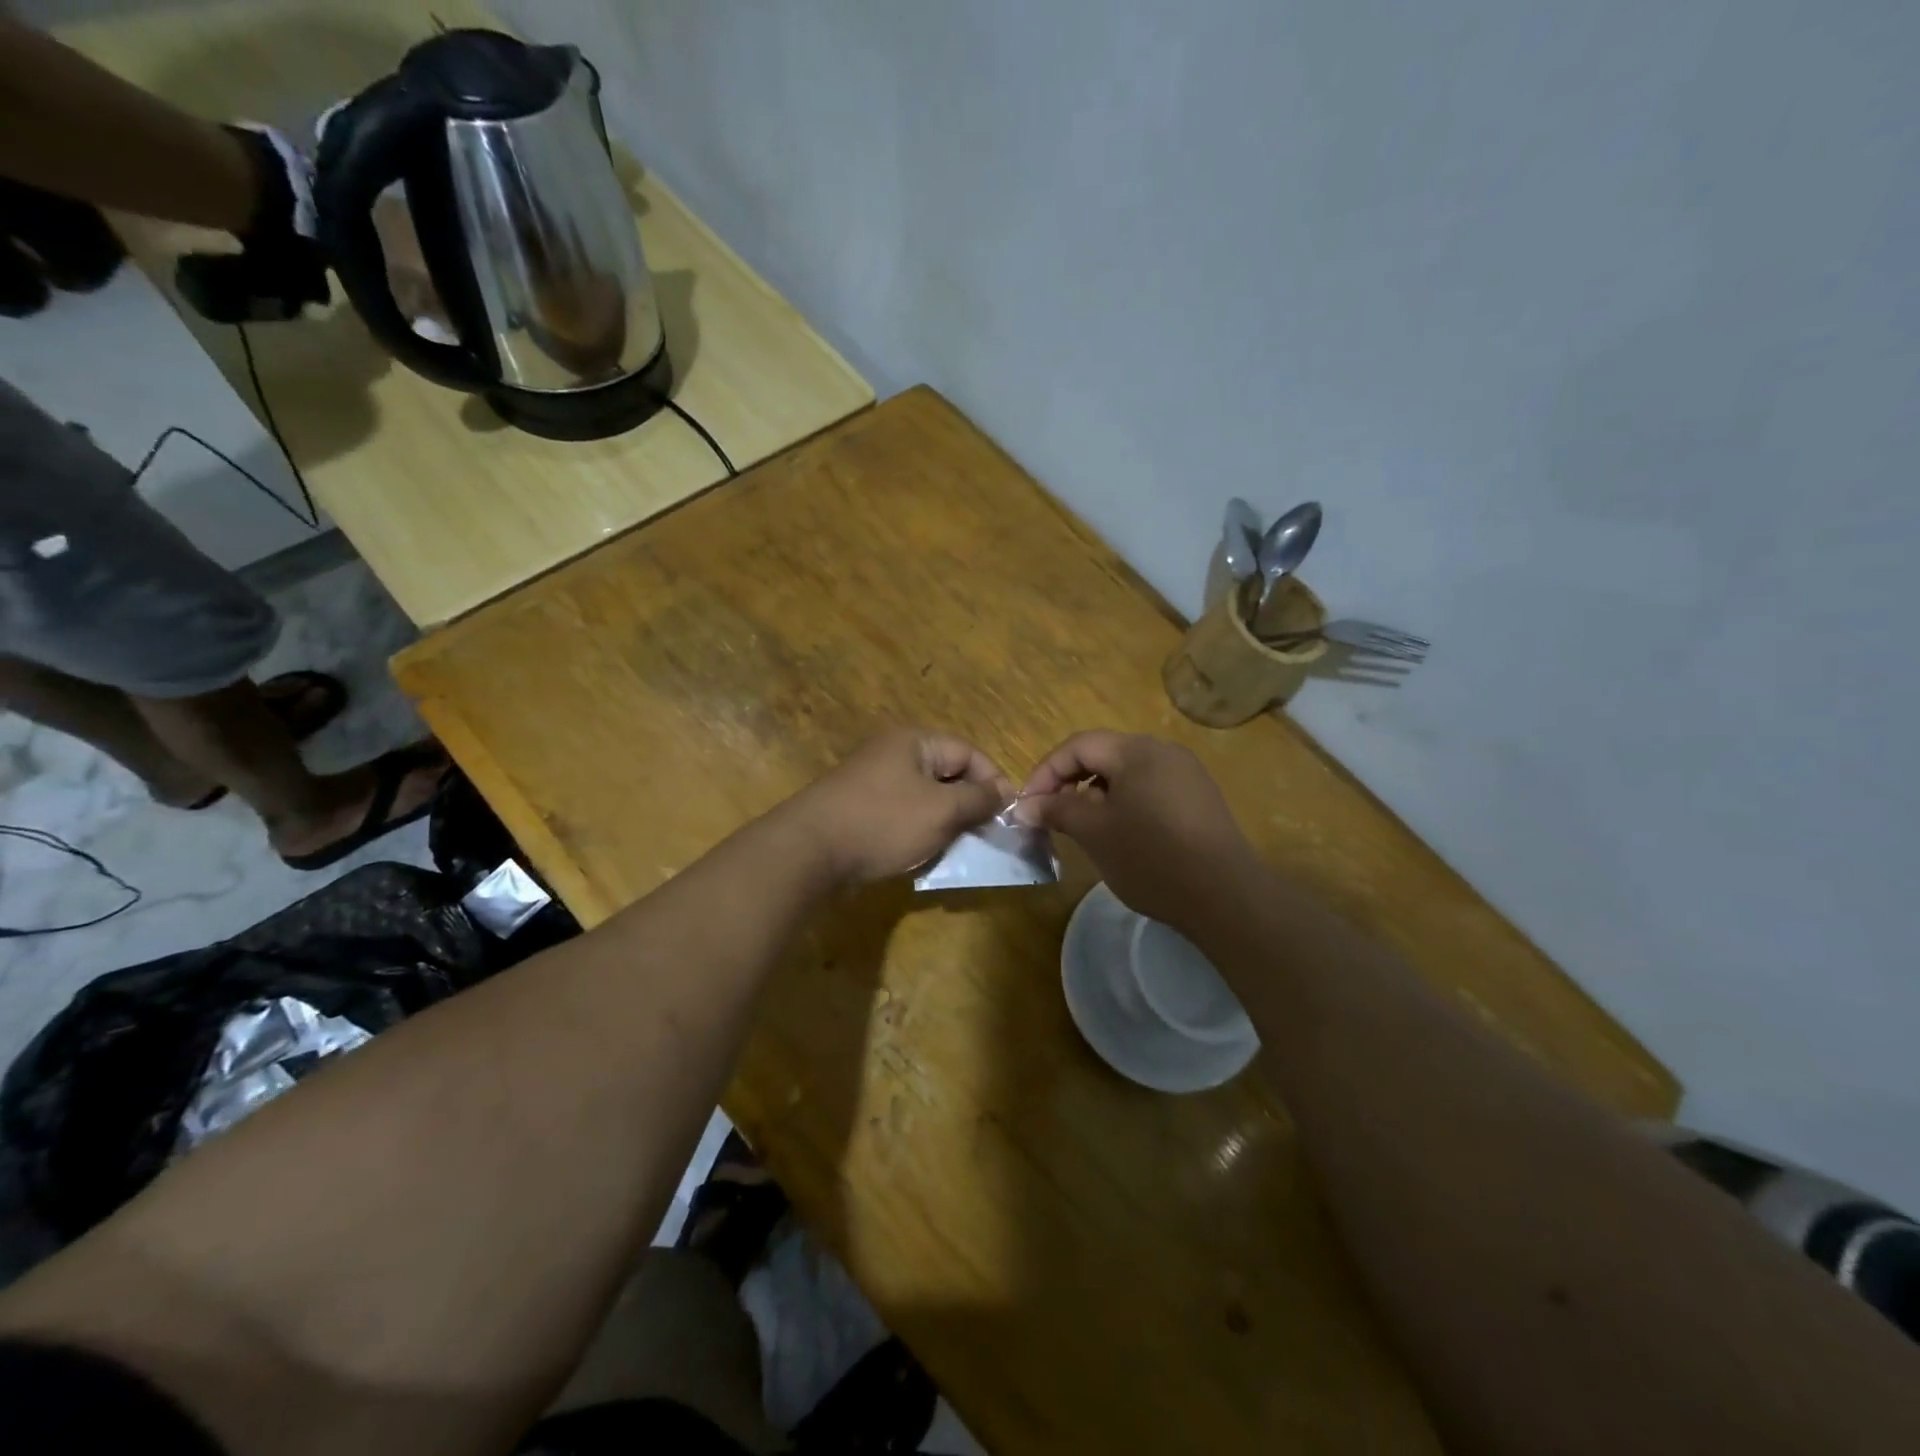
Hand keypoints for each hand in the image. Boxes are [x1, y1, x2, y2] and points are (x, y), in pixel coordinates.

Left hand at [788, 729, 1012, 886]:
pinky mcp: (859, 808)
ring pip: (925, 798)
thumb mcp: (941, 811)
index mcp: (914, 742)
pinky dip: (917, 832)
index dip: (993, 781)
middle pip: (947, 774)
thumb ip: (978, 799)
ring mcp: (872, 781)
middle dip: (968, 805)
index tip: (1008, 815)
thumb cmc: (883, 822)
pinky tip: (921, 855)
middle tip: (984, 836)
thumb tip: (1005, 791)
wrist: (809, 851)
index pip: (969, 752)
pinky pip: (901, 815)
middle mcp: (893, 754)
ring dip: (944, 823)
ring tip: (956, 849)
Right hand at [1018, 731, 1257, 929]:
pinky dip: (1124, 803)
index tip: (1027, 805)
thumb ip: (1056, 810)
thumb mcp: (1094, 832)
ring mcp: (1186, 774)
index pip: (1078, 746)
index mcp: (1137, 750)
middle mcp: (1164, 751)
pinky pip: (1149, 789)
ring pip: (1126, 773)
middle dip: (1069, 781)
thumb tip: (1023, 806)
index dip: (1045, 771)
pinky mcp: (1198, 799)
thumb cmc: (1152, 858)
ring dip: (1095, 793)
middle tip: (1050, 814)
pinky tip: (1120, 834)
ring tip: (1082, 827)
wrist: (1226, 897)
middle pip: (1103, 754)